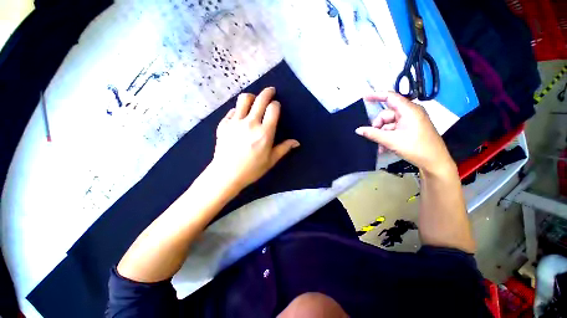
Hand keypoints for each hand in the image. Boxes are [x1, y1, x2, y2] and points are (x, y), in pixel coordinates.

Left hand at [208, 87, 299, 191]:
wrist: (226, 174)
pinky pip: (232, 110)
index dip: (276, 105)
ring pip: (244, 99)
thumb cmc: (252, 169)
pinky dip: (238, 110)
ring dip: (252, 97)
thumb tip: (297, 142)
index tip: (276, 106)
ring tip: (254, 99)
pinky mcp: (224, 124)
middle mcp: (250, 123)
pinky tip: (240, 116)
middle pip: (260, 99)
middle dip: (267, 92)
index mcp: (264, 133)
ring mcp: (235, 122)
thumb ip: (284, 148)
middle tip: (270, 91)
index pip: (273, 109)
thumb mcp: (271, 160)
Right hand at [355, 91, 454, 174]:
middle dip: (378, 125)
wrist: (435, 162)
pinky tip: (384, 147)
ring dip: (382, 134)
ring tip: (380, 146)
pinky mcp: (411, 128)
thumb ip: (373, 134)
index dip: (376, 95)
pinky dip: (388, 136)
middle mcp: (410, 112)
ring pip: (389, 123)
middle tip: (373, 137)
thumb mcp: (391, 141)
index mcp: (409, 110)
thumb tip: (358, 130)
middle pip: (387, 114)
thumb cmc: (415, 148)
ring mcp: (411, 121)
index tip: (364, 97)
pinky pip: (394, 129)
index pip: (390, 97)